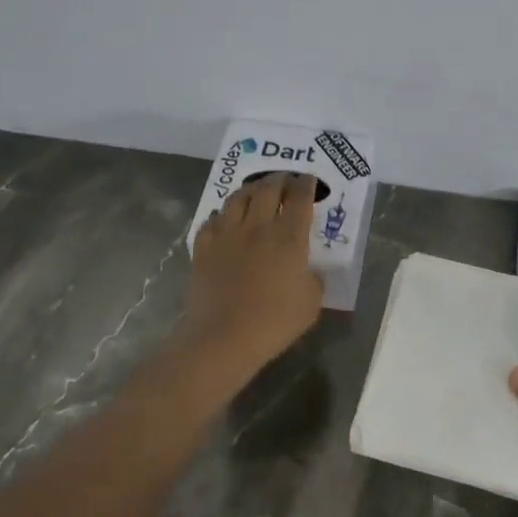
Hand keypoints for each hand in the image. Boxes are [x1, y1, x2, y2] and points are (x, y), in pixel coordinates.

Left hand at [181, 173, 324, 373]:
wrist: (224, 337)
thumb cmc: (274, 322)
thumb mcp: (311, 303)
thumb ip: (313, 279)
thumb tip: (307, 269)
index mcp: (289, 237)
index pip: (299, 198)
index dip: (306, 185)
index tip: (309, 180)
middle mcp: (258, 226)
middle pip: (268, 188)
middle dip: (279, 179)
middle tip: (285, 180)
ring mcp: (227, 234)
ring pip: (238, 197)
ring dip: (251, 189)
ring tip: (256, 191)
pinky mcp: (204, 247)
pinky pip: (212, 220)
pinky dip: (222, 215)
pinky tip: (225, 220)